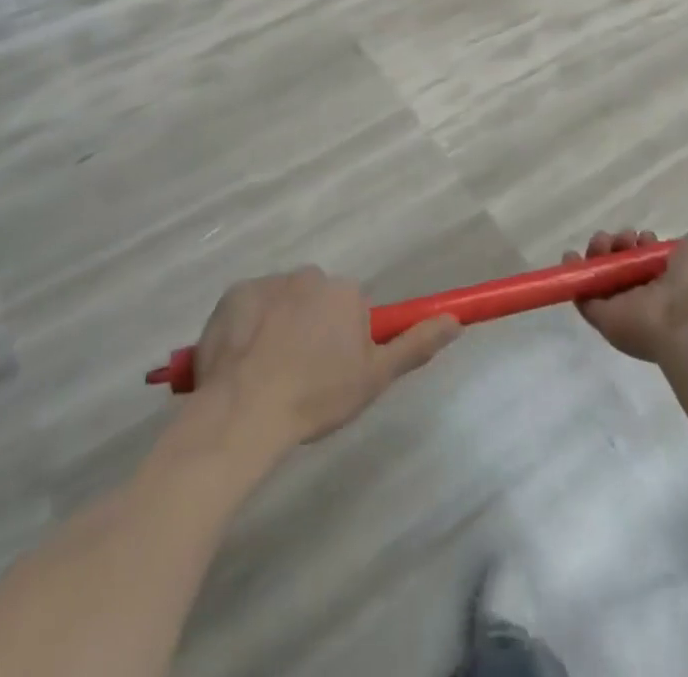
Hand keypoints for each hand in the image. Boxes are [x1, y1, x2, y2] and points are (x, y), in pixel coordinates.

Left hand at [191, 268, 459, 445]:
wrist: (244, 411)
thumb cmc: (316, 396)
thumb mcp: (375, 378)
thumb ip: (415, 344)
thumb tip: (454, 320)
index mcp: (344, 291)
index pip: (351, 308)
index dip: (343, 341)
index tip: (331, 372)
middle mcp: (308, 275)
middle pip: (316, 301)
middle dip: (311, 328)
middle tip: (299, 375)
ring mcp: (267, 282)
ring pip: (281, 303)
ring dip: (279, 327)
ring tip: (266, 374)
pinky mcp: (232, 294)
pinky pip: (248, 308)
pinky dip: (247, 328)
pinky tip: (242, 362)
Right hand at [565, 226, 687, 362]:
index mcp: (675, 282)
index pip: (648, 261)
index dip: (641, 243)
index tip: (645, 235)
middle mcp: (649, 296)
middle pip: (622, 265)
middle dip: (618, 244)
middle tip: (623, 238)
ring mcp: (625, 308)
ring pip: (601, 276)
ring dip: (598, 253)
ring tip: (606, 244)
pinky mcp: (602, 318)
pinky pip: (582, 294)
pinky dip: (573, 275)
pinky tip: (571, 256)